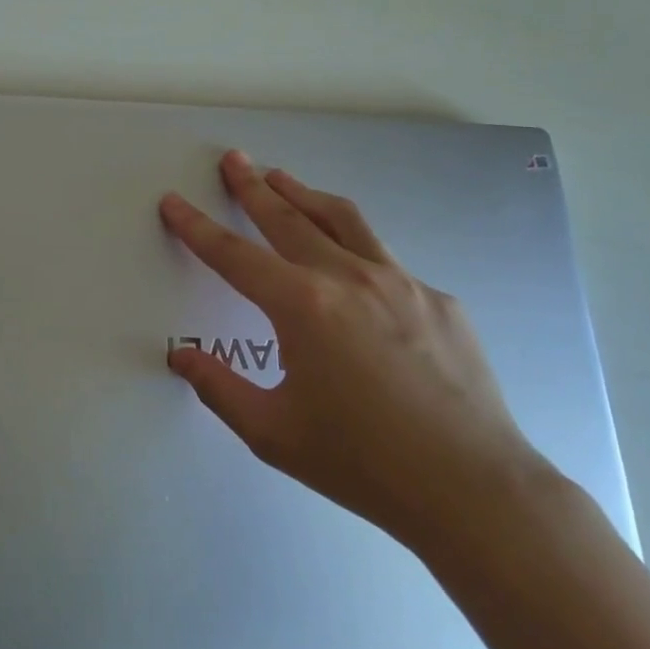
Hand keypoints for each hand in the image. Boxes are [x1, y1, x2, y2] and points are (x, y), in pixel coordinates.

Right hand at [159, 151, 547, 554]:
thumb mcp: (273, 433)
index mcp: (303, 306)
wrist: (475, 489)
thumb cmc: (363, 463)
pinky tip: (351, 267)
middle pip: (288, 218)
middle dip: (253, 186)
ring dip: (304, 194)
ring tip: (282, 177)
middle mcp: (349, 278)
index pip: (234, 255)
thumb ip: (219, 388)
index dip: (196, 227)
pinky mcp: (438, 299)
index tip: (174, 200)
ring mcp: (400, 282)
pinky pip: (385, 260)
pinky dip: (353, 246)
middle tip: (233, 159)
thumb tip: (180, 357)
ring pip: (342, 219)